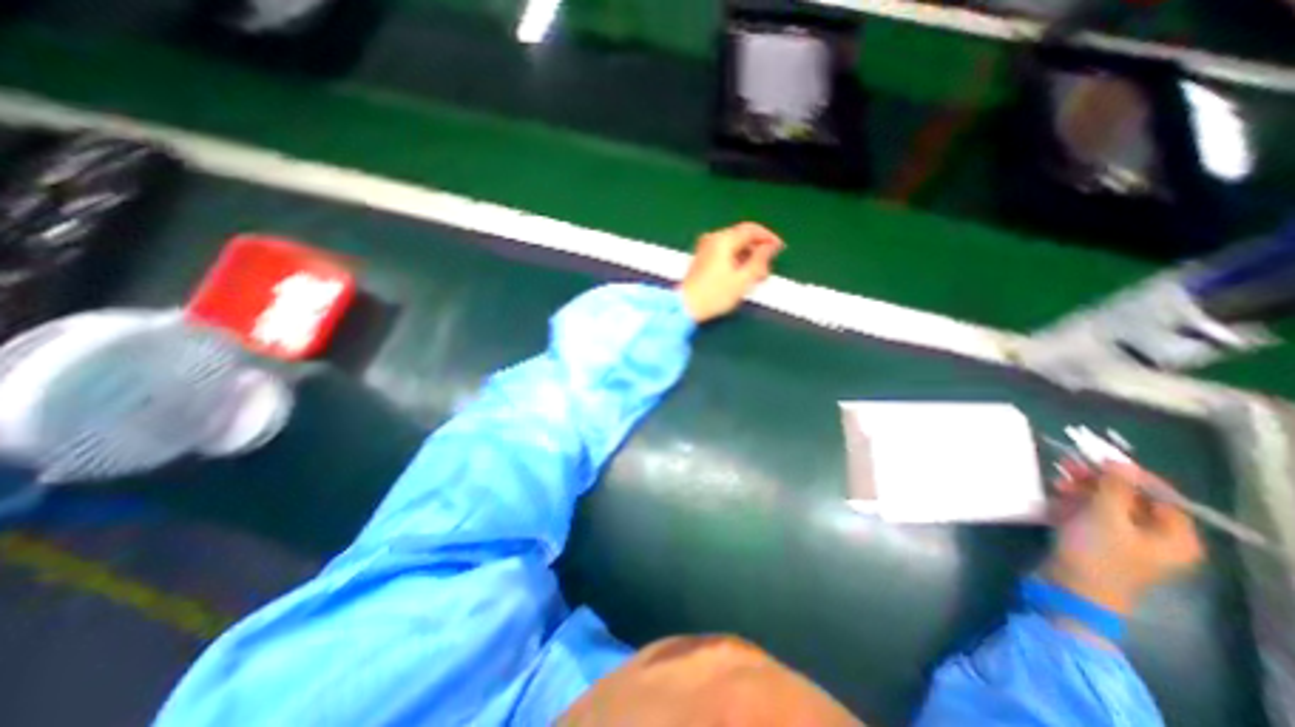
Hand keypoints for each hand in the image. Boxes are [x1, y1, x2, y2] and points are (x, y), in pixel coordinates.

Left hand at [678, 222, 788, 319]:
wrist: (686, 307)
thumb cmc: (714, 295)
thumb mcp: (743, 279)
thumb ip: (760, 260)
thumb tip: (770, 248)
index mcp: (723, 240)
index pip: (751, 229)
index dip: (768, 237)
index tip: (779, 248)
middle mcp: (712, 239)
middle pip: (741, 237)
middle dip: (757, 250)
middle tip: (768, 266)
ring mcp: (704, 248)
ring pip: (733, 246)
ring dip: (747, 257)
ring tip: (756, 275)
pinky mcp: (701, 259)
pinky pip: (724, 253)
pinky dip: (736, 261)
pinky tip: (741, 276)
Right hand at [1040, 461, 1204, 612]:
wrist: (1071, 588)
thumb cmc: (1097, 552)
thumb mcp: (1106, 516)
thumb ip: (1115, 488)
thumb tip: (1121, 463)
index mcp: (1174, 536)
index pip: (1161, 495)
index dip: (1130, 475)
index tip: (1099, 458)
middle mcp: (1154, 538)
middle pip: (1128, 498)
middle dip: (1096, 481)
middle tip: (1067, 465)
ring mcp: (1122, 541)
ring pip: (1102, 505)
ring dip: (1079, 490)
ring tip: (1055, 482)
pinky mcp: (1095, 542)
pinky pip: (1087, 515)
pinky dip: (1071, 504)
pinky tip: (1054, 498)